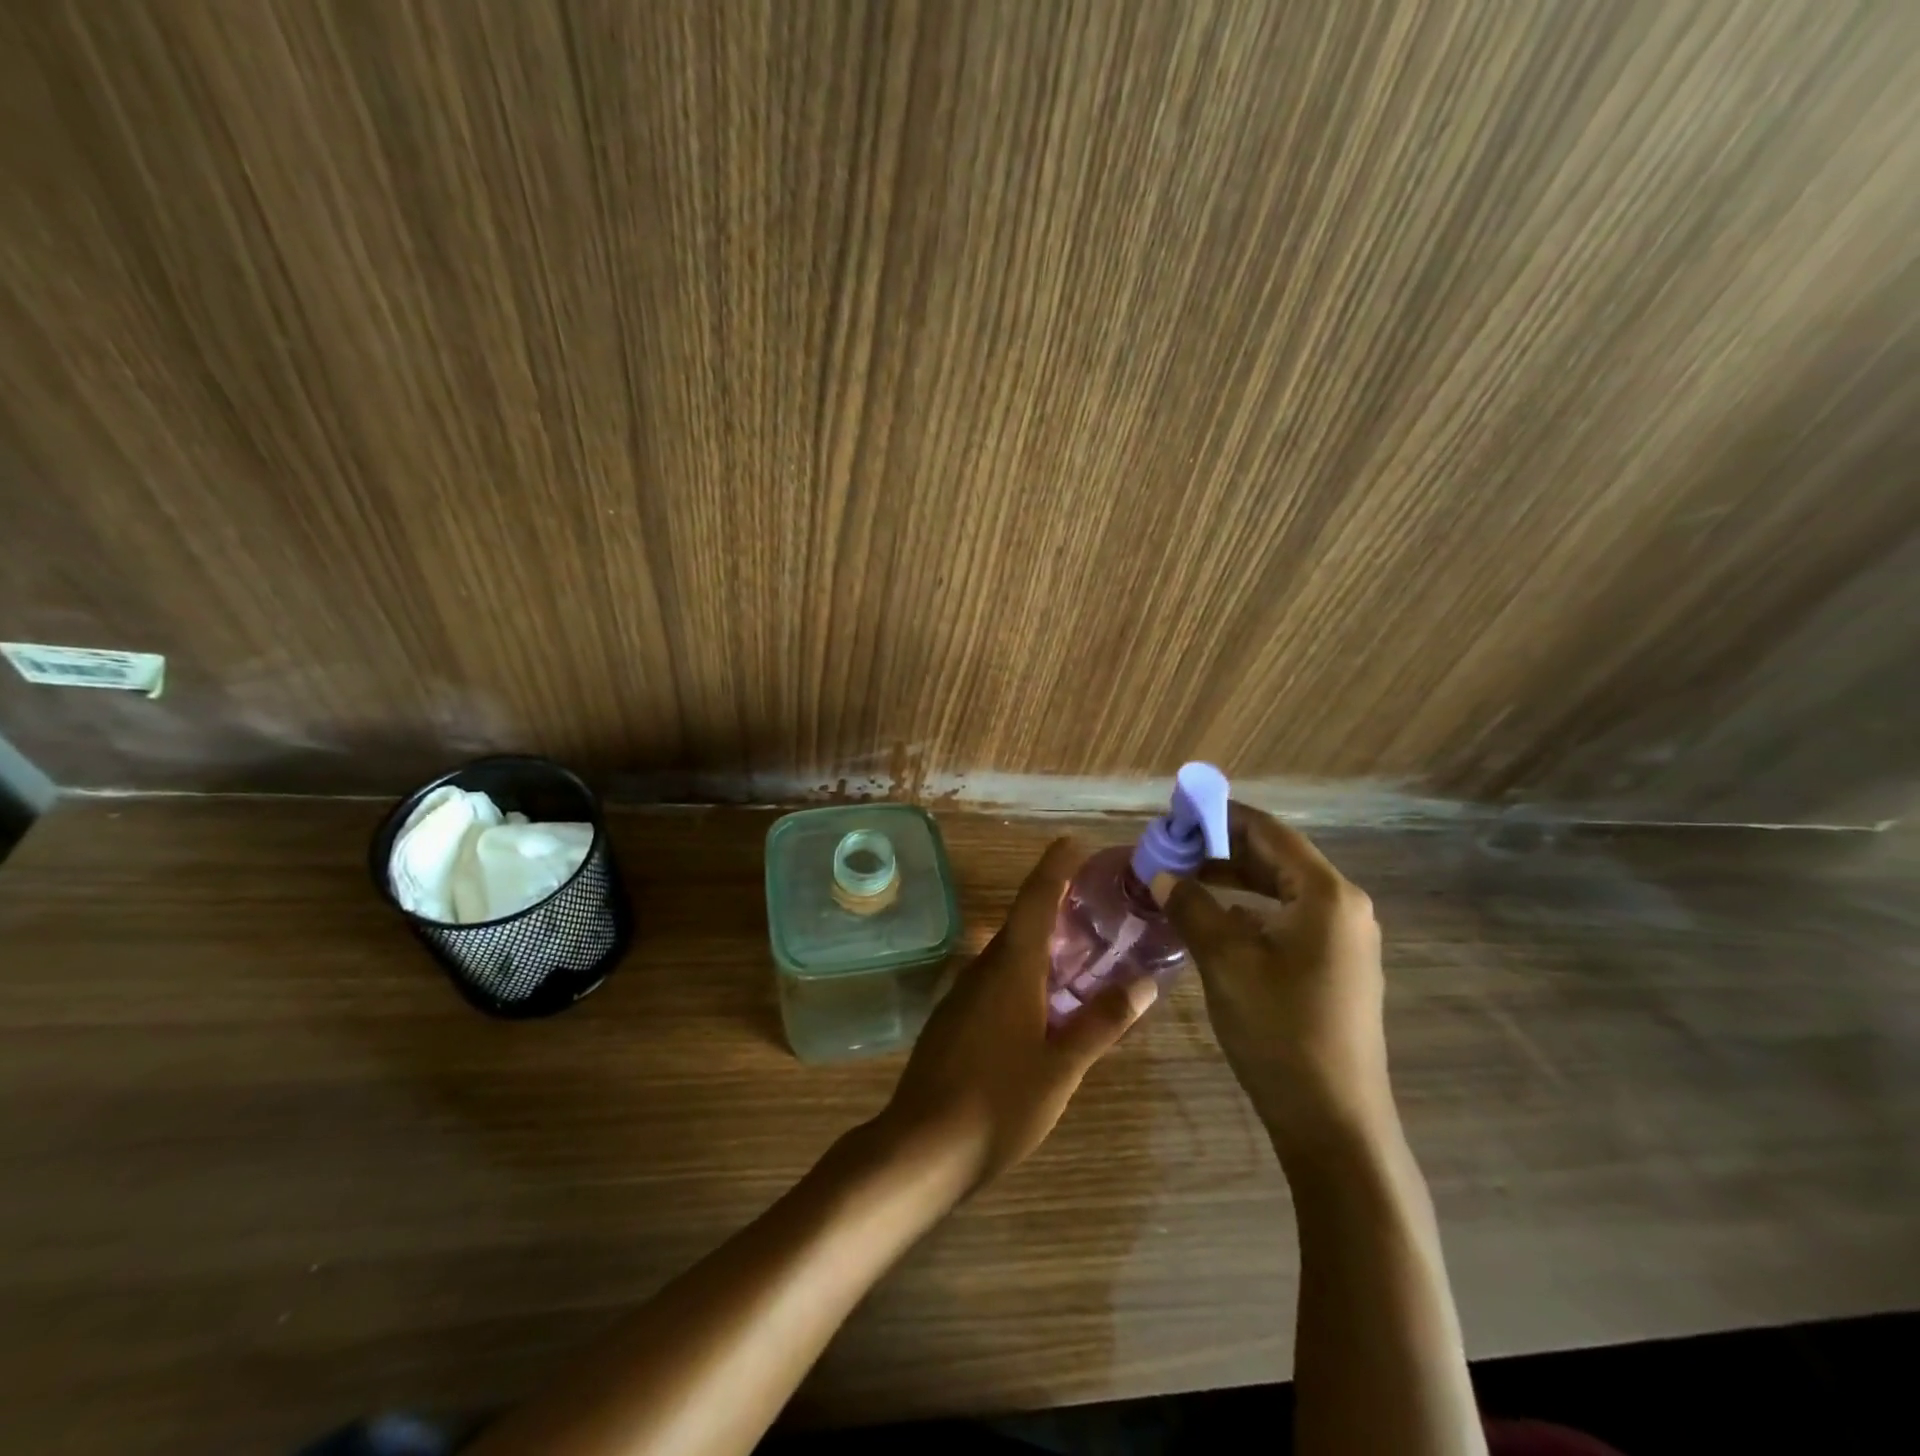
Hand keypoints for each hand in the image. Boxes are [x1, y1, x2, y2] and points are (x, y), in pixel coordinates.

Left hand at [875, 837, 1155, 1192]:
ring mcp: (963, 994)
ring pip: (1009, 954)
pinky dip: (1026, 974)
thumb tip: (1146, 984)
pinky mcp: (955, 1019)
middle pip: (1023, 923)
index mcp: (1011, 967)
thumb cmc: (999, 1102)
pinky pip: (996, 980)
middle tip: (1098, 905)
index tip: (1076, 842)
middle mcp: (983, 968)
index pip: (1036, 899)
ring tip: (1083, 952)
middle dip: (1057, 907)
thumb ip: (1102, 1022)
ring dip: (1043, 945)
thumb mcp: (1062, 1066)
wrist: (922, 1146)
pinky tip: (1046, 1001)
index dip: (1055, 866)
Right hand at [1158, 804, 1393, 1166]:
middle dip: (1221, 849)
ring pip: (1280, 889)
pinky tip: (1215, 921)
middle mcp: (1343, 906)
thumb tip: (1161, 874)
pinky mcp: (1336, 966)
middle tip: (1170, 849)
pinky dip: (1250, 910)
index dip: (1220, 816)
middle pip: (1276, 857)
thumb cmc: (1280, 1032)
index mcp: (1325, 894)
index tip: (1175, 813)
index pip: (1268, 831)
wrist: (1334, 1124)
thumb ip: (1191, 907)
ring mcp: (1344, 939)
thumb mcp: (1225, 962)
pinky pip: (1288, 919)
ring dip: (1233, 880)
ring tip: (1184, 880)